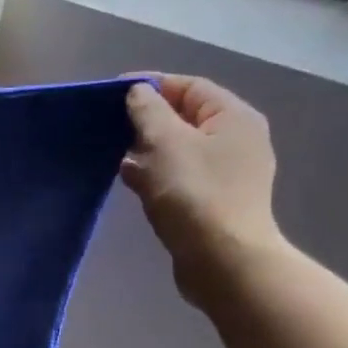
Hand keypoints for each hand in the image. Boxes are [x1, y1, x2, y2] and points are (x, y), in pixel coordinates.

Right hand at [120, 74, 283, 304]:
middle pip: (186, 118)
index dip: (151, 85)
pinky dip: (156, 174)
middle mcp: (237, 141)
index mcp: (233, 118)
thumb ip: (148, 111)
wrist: (223, 262)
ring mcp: (228, 175)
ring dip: (148, 149)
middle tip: (110, 125)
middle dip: (147, 120)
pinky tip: (130, 181)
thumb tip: (139, 93)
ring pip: (181, 150)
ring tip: (113, 153)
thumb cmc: (194, 195)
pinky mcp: (214, 204)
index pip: (189, 87)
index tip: (113, 92)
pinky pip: (180, 177)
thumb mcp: (164, 143)